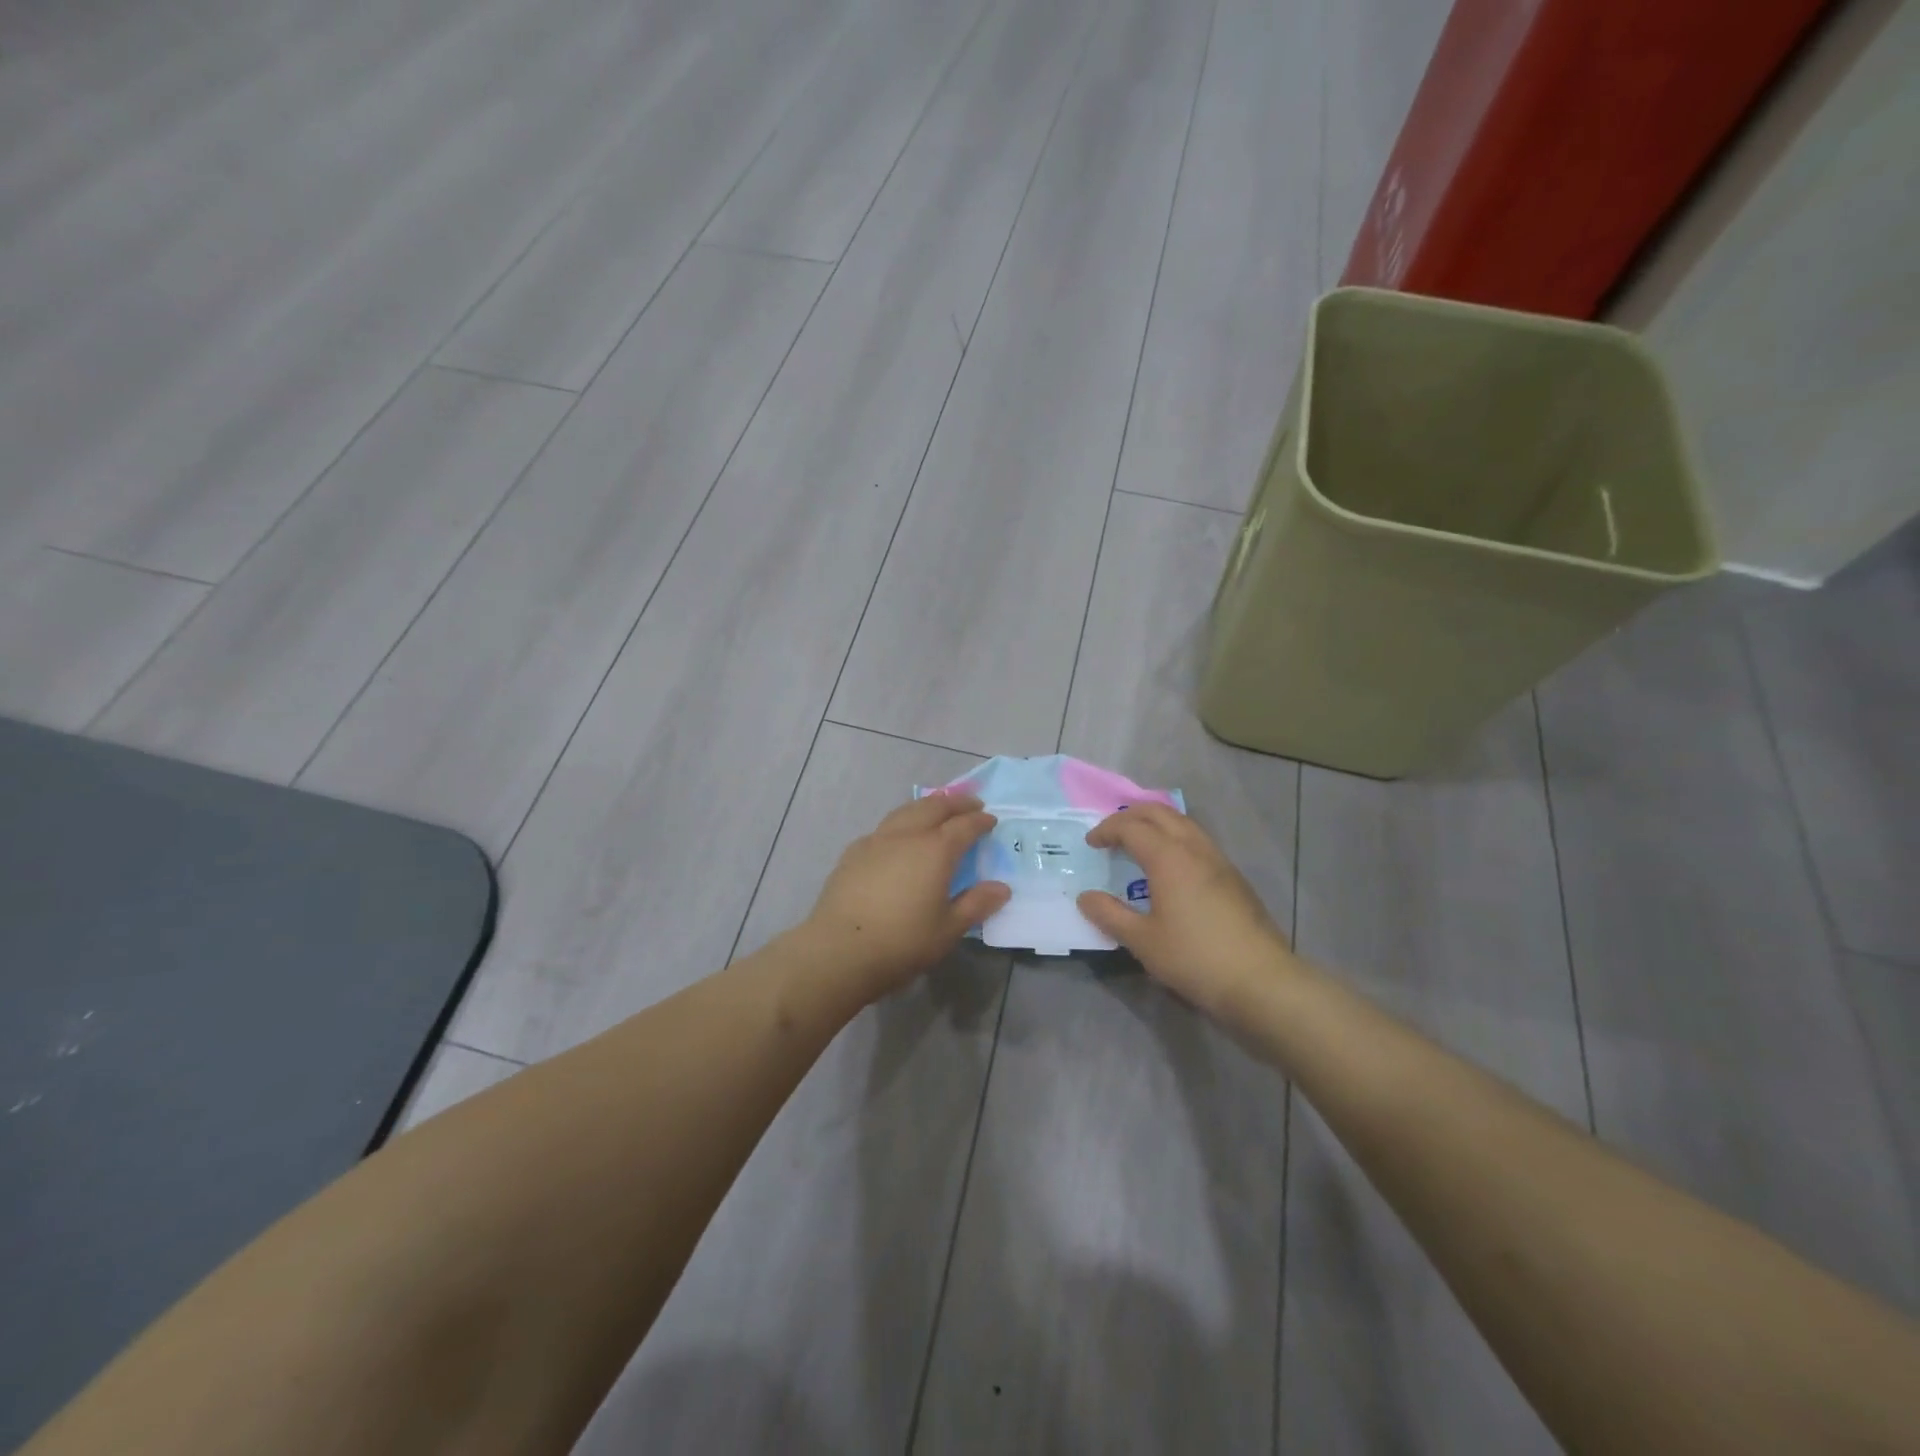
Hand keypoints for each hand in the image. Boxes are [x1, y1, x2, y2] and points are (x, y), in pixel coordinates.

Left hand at [803, 793, 1010, 997]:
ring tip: (936, 809)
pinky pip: (884, 827)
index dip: (980, 820)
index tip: (991, 819)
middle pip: (934, 806)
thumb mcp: (948, 929)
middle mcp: (907, 835)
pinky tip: (899, 837)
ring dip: (927, 805)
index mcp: (935, 850)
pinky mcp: (854, 852)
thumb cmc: (902, 942)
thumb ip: (975, 904)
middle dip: (955, 802)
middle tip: (970, 803)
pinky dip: (901, 822)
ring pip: (906, 811)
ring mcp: (876, 840)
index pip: (964, 826)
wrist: (838, 950)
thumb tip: (1001, 888)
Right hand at [1076, 804, 1291, 1017]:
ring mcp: (1219, 861)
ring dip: (1156, 824)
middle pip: (1160, 813)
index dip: (1107, 830)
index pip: (1131, 827)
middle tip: (1111, 833)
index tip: (1091, 844)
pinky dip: (1176, 839)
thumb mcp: (1142, 941)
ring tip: (1139, 844)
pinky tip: (1171, 867)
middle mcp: (1195, 849)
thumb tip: (1085, 897)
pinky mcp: (1234, 878)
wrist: (1261, 981)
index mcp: (1169, 857)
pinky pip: (1198, 842)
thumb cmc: (1195, 958)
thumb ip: (1110, 915)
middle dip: (1131, 816)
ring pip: (1183, 824)